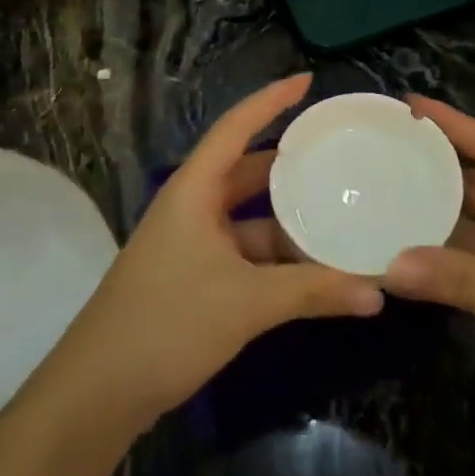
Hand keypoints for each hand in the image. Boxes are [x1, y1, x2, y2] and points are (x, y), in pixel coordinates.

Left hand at [50, 75, 383, 431]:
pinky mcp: (191, 279)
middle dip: (288, 163)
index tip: (307, 82)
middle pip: (245, 171)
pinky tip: (310, 268)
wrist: (96, 393)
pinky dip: (275, 256)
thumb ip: (313, 292)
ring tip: (337, 212)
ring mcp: (189, 245)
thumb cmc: (168, 324)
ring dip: (286, 219)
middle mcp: (190, 208)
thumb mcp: (247, 303)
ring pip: (247, 218)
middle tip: (336, 153)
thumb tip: (377, 292)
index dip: (270, 100)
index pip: (234, 128)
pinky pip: (242, 252)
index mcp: (193, 192)